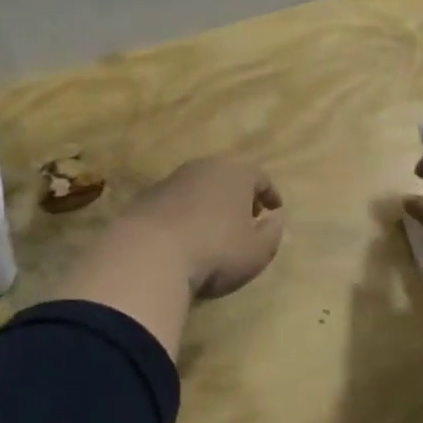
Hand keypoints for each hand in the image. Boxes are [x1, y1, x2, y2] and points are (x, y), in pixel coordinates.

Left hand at [116, 157, 285, 298]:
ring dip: (211, 202)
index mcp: (235, 174)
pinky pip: (177, 201)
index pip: (260, 177)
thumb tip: (275, 219)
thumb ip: (272, 233)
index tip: (275, 208)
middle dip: (240, 195)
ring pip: (200, 186)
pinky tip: (186, 234)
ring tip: (216, 226)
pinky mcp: (148, 197)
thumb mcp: (256, 252)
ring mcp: (172, 180)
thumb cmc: (215, 251)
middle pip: (228, 176)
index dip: (270, 193)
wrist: (149, 254)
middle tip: (247, 215)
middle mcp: (204, 168)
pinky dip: (187, 212)